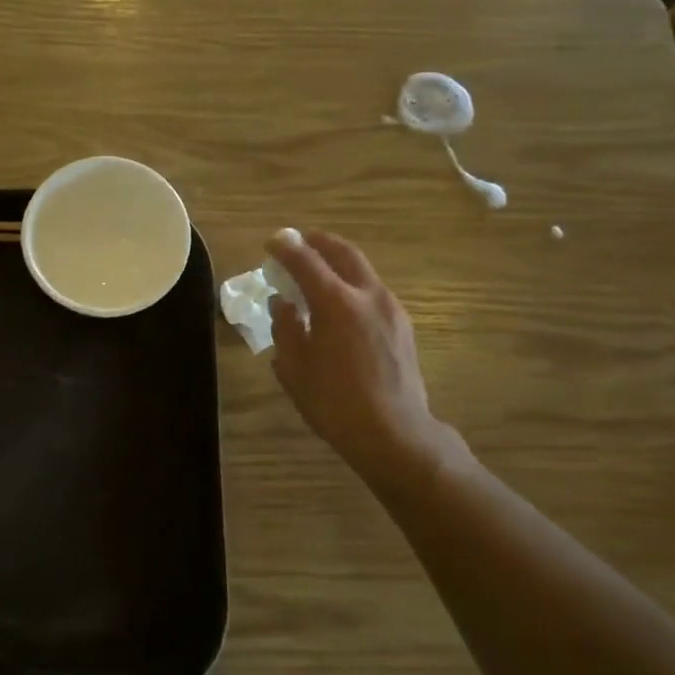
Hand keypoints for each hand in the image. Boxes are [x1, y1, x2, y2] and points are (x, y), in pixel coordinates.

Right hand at [265, 229, 463, 499]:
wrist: (394, 433)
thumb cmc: (334, 402)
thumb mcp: (294, 367)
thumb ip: (286, 327)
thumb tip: (283, 304)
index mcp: (336, 303)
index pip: (306, 261)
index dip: (286, 248)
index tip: (272, 242)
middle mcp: (367, 295)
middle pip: (343, 253)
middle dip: (319, 242)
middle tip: (300, 241)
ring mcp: (391, 309)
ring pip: (363, 270)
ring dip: (338, 262)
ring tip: (318, 272)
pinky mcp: (403, 326)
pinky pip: (373, 291)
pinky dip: (352, 284)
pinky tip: (341, 304)